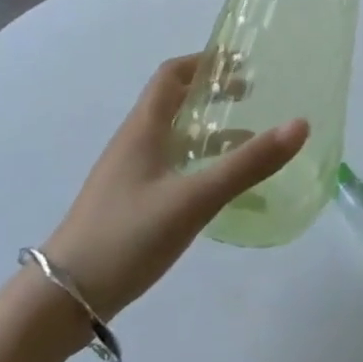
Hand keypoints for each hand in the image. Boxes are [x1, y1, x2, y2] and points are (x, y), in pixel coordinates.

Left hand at [41, 55, 308, 321]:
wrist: (62, 300)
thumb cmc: (127, 235)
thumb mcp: (194, 198)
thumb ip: (248, 163)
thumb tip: (300, 124)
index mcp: (143, 128)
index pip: (171, 74)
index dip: (205, 62)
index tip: (241, 61)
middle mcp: (135, 143)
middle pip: (174, 102)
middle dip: (213, 93)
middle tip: (252, 94)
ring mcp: (130, 174)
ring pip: (175, 136)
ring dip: (209, 128)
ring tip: (249, 137)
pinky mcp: (132, 203)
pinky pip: (172, 166)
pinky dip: (201, 161)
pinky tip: (221, 186)